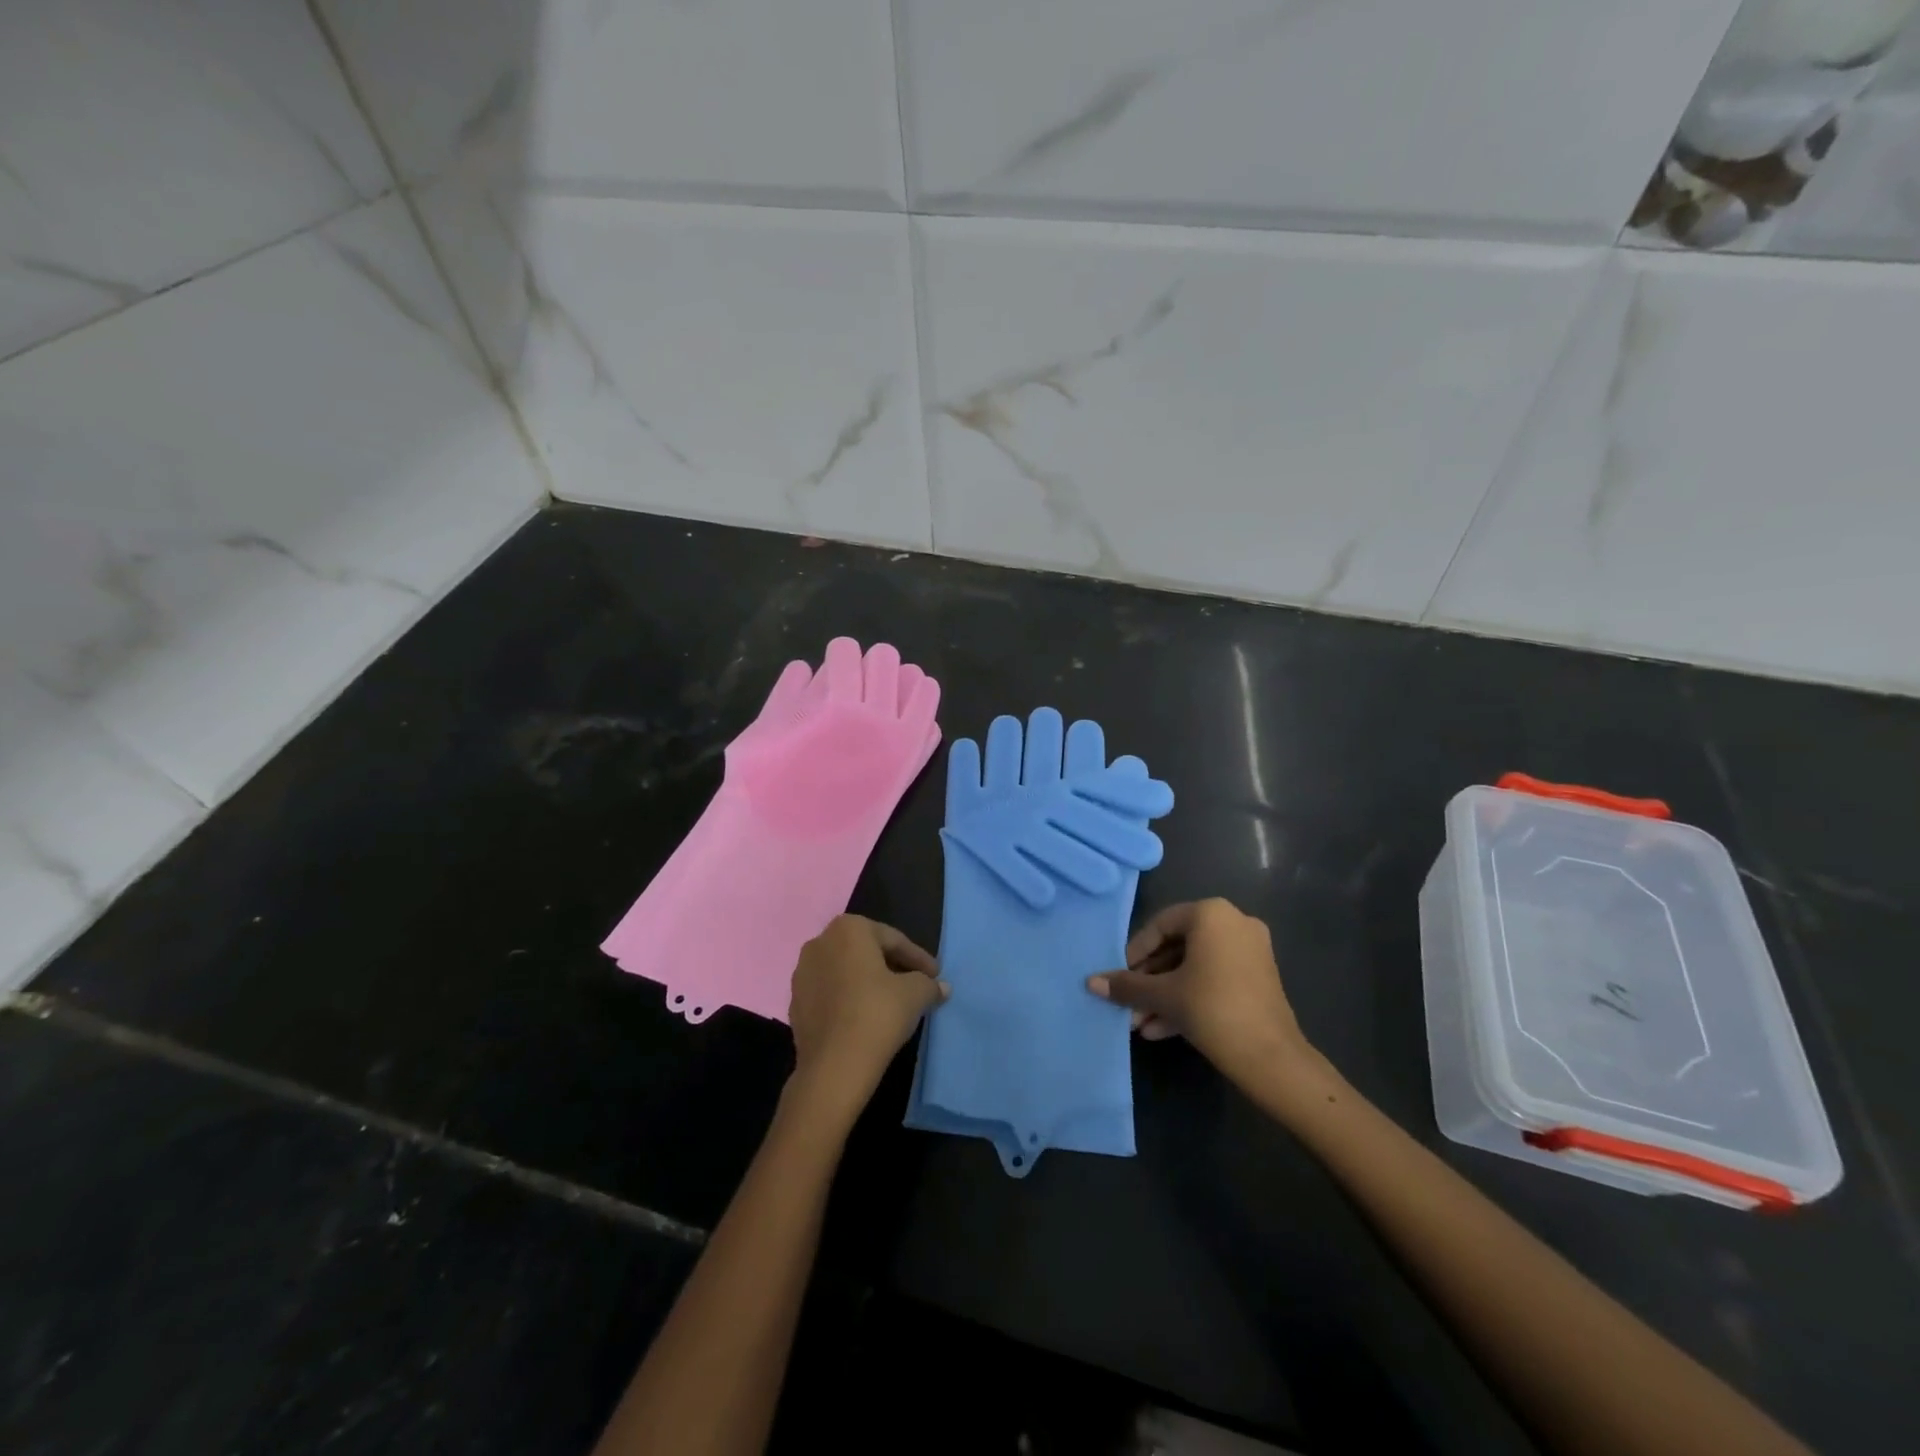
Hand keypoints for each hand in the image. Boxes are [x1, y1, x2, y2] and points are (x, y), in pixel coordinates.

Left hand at [786, 915, 947, 1127]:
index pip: (893, 940)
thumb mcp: (915, 994)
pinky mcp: (795, 1003)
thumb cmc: (878, 1014)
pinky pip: (831, 993)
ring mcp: (802, 973)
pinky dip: (849, 1000)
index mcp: (849, 929)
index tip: (935, 976)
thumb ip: (929, 984)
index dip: (918, 959)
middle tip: (916, 985)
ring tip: (892, 1002)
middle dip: (892, 966)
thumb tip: (941, 987)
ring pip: (846, 972)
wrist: (833, 1067)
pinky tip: (866, 1018)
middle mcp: (820, 942)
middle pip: (867, 952)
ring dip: (869, 983)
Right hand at [1088, 899, 1314, 1091]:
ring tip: (1139, 1024)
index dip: (1135, 952)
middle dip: (1150, 981)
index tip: (1120, 976)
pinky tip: (1161, 1029)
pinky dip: (1189, 998)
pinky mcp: (1258, 978)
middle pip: (1177, 947)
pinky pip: (1214, 979)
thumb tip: (1090, 982)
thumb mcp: (1164, 996)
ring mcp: (1250, 951)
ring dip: (1165, 995)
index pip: (1161, 925)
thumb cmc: (1213, 1010)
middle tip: (1128, 1003)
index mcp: (1211, 914)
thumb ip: (1127, 985)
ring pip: (1195, 968)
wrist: (1272, 1059)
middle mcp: (1234, 923)